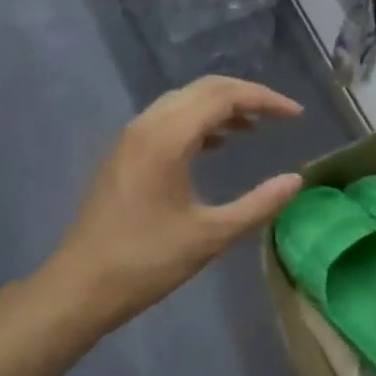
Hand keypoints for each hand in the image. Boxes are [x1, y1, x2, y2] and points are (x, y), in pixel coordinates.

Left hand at [51, 76, 304, 328]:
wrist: (80, 287)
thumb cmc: (146, 262)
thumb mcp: (210, 236)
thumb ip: (258, 205)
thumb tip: (295, 180)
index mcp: (167, 139)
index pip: (223, 96)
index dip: (264, 100)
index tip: (296, 115)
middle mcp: (146, 126)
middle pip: (203, 89)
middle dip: (245, 95)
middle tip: (279, 115)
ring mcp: (130, 139)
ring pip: (183, 102)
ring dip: (220, 107)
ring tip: (254, 127)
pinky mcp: (123, 155)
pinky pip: (167, 120)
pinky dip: (198, 122)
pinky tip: (217, 144)